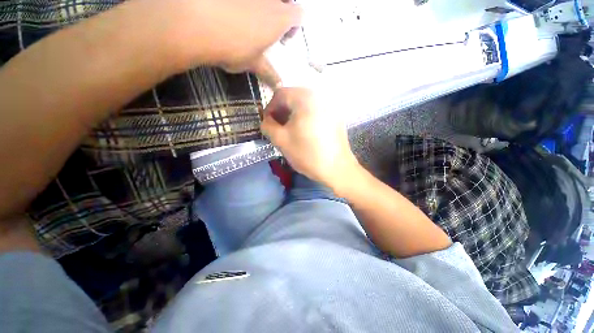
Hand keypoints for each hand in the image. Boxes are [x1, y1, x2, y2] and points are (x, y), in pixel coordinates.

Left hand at [161, 0, 301, 86]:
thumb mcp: (253, 64)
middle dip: (281, 10)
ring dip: (260, 7)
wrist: (197, 22)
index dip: (294, 26)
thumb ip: (268, 73)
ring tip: (248, 18)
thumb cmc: (234, 47)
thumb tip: (279, 86)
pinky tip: (229, 11)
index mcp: (279, 18)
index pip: (299, 16)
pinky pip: (242, 1)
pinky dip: (239, 5)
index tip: (283, 38)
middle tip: (268, 23)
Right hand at [261, 88, 359, 189]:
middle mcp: (319, 96)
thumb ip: (268, 127)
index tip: (267, 123)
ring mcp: (329, 106)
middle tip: (277, 128)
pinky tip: (304, 132)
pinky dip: (305, 118)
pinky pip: (315, 111)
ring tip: (289, 131)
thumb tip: (266, 121)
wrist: (337, 168)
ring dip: (293, 116)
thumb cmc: (307, 153)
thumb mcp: (281, 140)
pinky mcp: (335, 116)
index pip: (280, 94)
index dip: (270, 108)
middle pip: (293, 98)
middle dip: (282, 112)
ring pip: (304, 105)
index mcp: (304, 98)